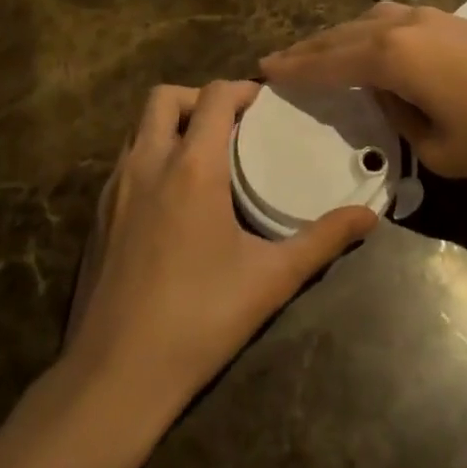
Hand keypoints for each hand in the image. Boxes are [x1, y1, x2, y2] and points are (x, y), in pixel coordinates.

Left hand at [61, 80, 377, 420]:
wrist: (114, 377)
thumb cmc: (199, 320)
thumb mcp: (271, 279)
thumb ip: (323, 240)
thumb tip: (368, 216)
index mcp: (192, 166)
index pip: (214, 96)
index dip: (242, 89)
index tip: (266, 104)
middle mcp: (148, 163)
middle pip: (165, 97)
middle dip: (199, 97)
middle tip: (231, 124)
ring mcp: (115, 187)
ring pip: (140, 127)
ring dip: (171, 124)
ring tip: (204, 154)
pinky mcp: (97, 213)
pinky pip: (125, 160)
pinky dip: (151, 155)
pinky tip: (172, 196)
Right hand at [262, 2, 466, 178]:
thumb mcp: (441, 151)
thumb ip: (403, 125)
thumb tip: (394, 102)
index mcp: (391, 56)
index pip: (328, 63)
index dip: (294, 69)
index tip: (263, 71)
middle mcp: (401, 26)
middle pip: (342, 36)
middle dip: (309, 50)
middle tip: (278, 62)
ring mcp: (429, 17)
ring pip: (367, 22)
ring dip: (339, 38)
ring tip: (320, 54)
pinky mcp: (451, 19)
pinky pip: (392, 21)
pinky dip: (368, 33)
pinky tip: (373, 46)